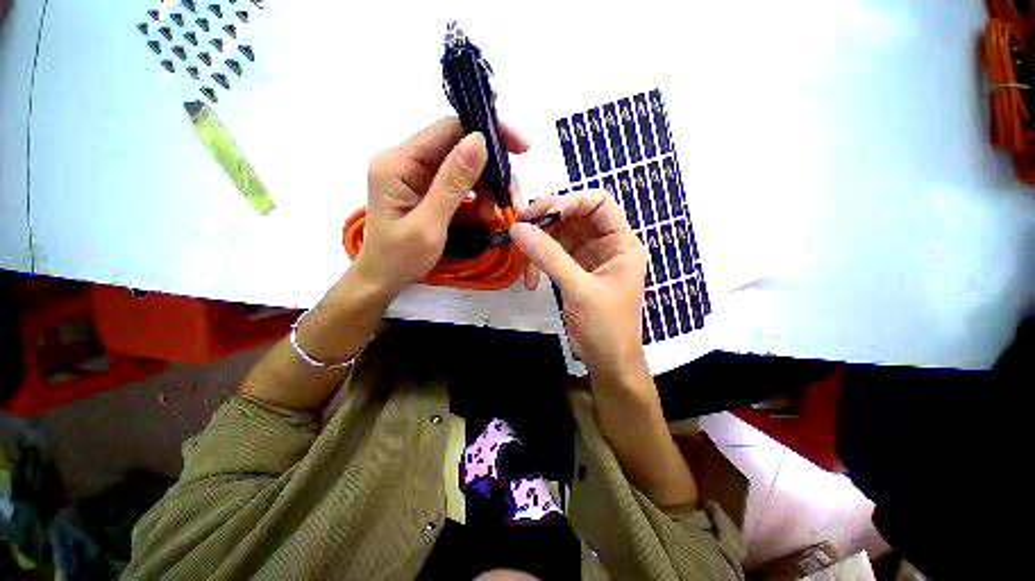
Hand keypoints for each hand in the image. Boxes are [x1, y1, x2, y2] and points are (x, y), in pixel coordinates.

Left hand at [353, 117, 529, 295]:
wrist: (382, 279)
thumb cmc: (399, 259)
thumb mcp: (428, 226)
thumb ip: (452, 184)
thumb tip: (479, 141)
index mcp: (398, 162)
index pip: (448, 129)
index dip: (487, 132)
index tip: (521, 148)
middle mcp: (406, 160)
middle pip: (460, 146)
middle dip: (491, 169)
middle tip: (510, 198)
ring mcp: (416, 174)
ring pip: (464, 165)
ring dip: (487, 186)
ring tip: (494, 213)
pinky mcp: (426, 188)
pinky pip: (460, 182)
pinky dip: (478, 195)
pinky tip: (485, 213)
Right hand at [509, 189, 648, 385]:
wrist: (608, 361)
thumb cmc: (606, 326)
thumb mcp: (579, 289)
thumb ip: (549, 257)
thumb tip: (518, 228)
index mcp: (621, 242)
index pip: (599, 203)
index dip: (571, 201)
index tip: (542, 213)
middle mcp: (605, 244)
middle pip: (574, 216)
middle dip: (547, 220)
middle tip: (519, 227)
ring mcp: (587, 257)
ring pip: (559, 234)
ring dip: (538, 243)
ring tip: (521, 255)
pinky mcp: (573, 270)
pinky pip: (552, 254)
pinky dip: (538, 262)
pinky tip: (530, 280)